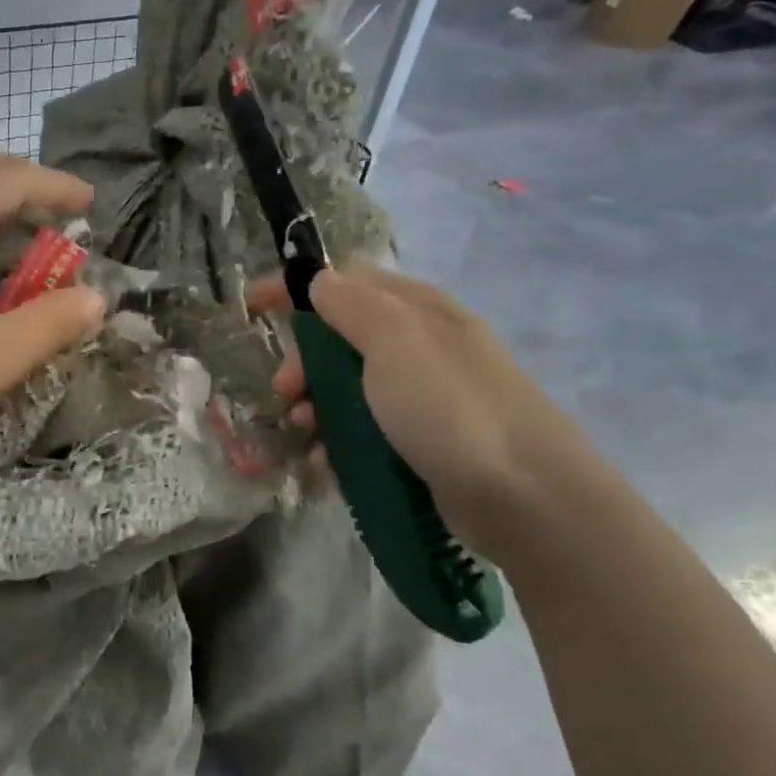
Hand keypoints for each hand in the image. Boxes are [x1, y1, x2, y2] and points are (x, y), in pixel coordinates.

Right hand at [249, 267, 601, 563]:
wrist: (523, 495)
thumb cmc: (450, 407)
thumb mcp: (396, 342)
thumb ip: (352, 306)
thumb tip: (320, 280)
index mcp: (418, 311)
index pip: (348, 282)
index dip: (298, 289)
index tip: (253, 306)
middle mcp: (421, 348)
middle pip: (342, 340)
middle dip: (303, 362)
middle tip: (285, 391)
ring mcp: (422, 400)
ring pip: (348, 391)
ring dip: (315, 408)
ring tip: (304, 434)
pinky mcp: (420, 445)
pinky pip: (363, 433)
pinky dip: (336, 444)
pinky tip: (324, 465)